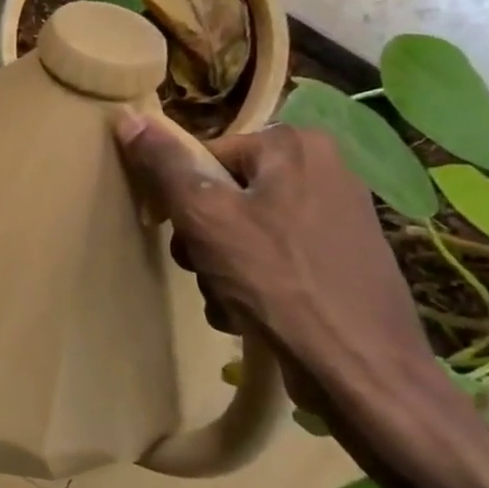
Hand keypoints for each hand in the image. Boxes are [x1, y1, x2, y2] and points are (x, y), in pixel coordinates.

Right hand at [111, 114, 444, 417]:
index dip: (179, 196)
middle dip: (202, 238)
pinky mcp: (344, 261)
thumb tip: (127, 116)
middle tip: (202, 268)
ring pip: (244, 230)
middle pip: (224, 194)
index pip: (206, 156)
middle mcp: (324, 170)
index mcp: (294, 146)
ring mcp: (338, 218)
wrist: (361, 371)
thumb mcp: (205, 215)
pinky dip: (254, 283)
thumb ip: (164, 164)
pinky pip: (275, 258)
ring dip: (220, 266)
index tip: (174, 233)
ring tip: (227, 299)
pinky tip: (249, 313)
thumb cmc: (277, 281)